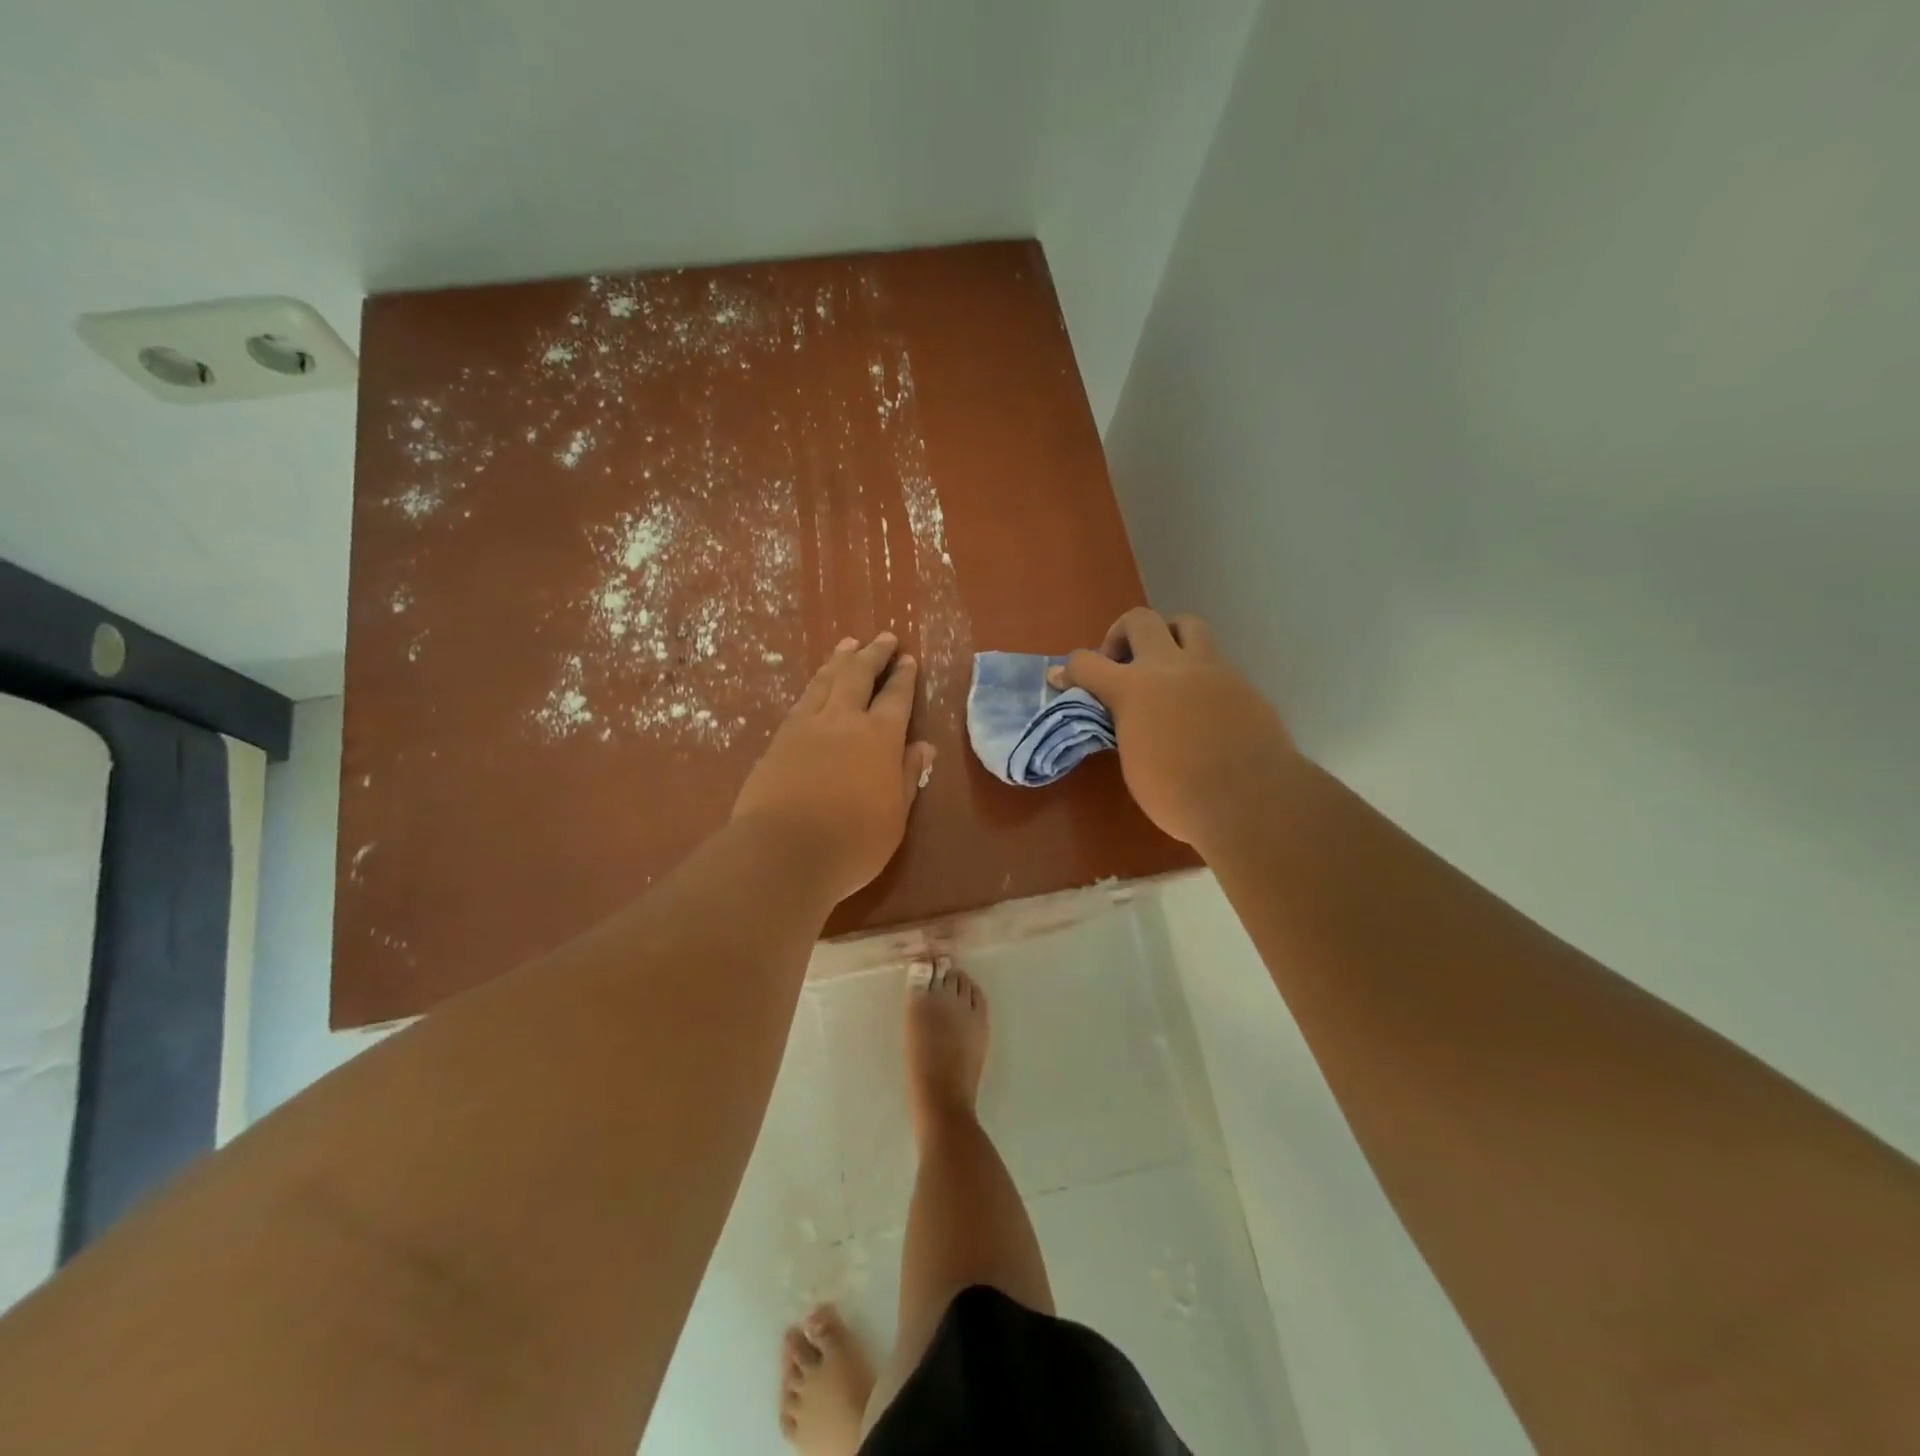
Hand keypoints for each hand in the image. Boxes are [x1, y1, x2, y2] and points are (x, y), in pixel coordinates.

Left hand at [733, 633, 937, 902]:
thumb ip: (907, 776)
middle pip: (858, 676)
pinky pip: (801, 700)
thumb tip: (924, 747)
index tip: (908, 658)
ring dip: (840, 660)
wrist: (781, 853)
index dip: (903, 677)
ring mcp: (806, 727)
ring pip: (825, 681)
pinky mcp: (778, 740)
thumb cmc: (851, 843)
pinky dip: (814, 685)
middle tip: (883, 637)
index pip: (896, 698)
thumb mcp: (895, 817)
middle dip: (873, 654)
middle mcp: (843, 721)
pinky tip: (816, 684)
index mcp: (879, 738)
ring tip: (848, 644)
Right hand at [1051, 609, 1295, 847]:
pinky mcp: (1242, 683)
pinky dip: (1198, 673)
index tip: (1063, 678)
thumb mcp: (1134, 764)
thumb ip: (1125, 727)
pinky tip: (1200, 705)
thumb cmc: (1179, 796)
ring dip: (1168, 638)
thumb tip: (1122, 716)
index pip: (1088, 663)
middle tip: (1120, 665)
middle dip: (1121, 636)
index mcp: (1134, 690)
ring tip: (1165, 669)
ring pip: (1186, 625)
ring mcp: (1212, 669)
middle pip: (1139, 620)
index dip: (1071, 670)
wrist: (1251, 801)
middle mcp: (1170, 667)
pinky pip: (1215, 661)